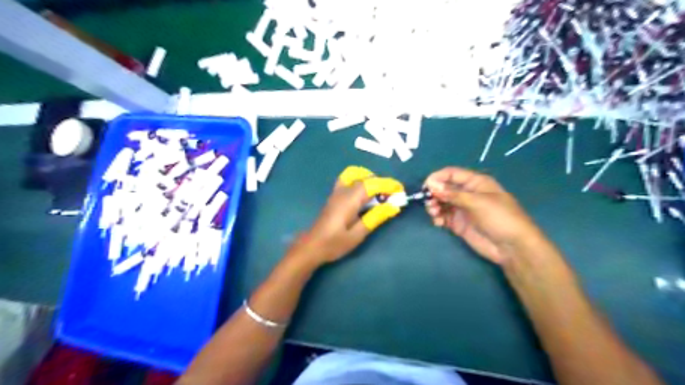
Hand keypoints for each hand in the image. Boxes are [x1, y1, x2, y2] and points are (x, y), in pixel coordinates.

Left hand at [292, 165, 401, 263]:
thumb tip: (393, 206)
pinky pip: (349, 178)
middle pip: (365, 177)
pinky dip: (361, 180)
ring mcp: (337, 191)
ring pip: (355, 174)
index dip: (388, 184)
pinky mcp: (335, 195)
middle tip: (392, 195)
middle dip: (382, 182)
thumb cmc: (334, 243)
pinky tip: (366, 194)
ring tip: (380, 193)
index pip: (372, 184)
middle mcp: (343, 191)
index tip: (401, 190)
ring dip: (370, 178)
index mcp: (349, 200)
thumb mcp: (357, 235)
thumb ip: (375, 218)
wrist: (312, 246)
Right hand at [424, 166, 546, 264]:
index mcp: (475, 183)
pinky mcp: (458, 224)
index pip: (452, 174)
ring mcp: (462, 209)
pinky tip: (438, 222)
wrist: (512, 247)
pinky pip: (443, 216)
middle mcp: (467, 194)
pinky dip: (438, 217)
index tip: (426, 187)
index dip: (438, 178)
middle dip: (434, 193)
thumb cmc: (500, 218)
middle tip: (430, 203)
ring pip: (441, 202)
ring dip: (434, 206)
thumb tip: (431, 185)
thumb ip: (453, 194)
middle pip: (444, 188)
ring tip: (434, 213)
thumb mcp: (477, 202)